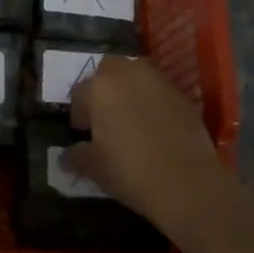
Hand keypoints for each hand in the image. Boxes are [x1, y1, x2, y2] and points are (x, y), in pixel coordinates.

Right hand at [65, 56, 227, 232]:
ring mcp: (158, 82)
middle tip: (105, 116)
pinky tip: (156, 127)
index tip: (82, 132)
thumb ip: (77, 156)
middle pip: (108, 70)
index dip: (78, 113)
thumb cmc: (130, 171)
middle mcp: (128, 74)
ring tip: (130, 117)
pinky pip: (160, 92)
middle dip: (103, 88)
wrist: (186, 182)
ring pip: (137, 75)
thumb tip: (67, 155)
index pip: (79, 92)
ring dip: (130, 89)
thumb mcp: (95, 168)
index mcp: (100, 88)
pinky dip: (154, 102)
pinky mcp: (183, 96)